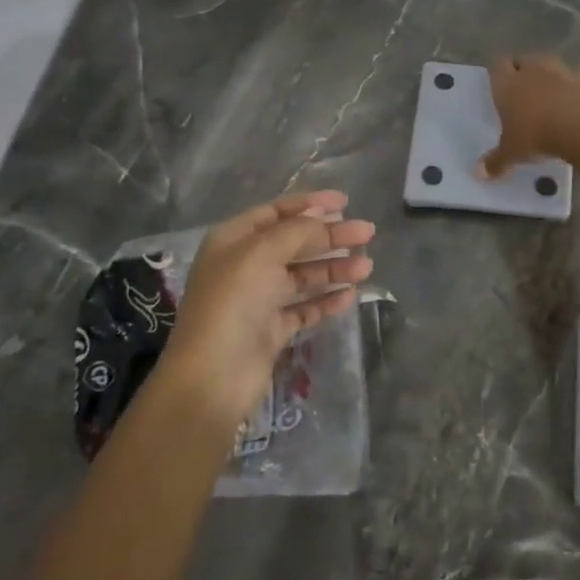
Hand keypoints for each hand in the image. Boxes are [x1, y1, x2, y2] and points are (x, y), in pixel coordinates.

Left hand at [159, 191, 374, 423]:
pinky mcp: (271, 330)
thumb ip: (298, 231)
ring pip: (303, 276)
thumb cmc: (233, 303)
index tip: (344, 203)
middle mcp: (244, 266)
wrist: (212, 377)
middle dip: (330, 236)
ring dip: (334, 268)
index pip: (276, 212)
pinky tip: (350, 295)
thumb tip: (324, 218)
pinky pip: (304, 308)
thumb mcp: (262, 253)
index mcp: (233, 241)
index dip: (310, 204)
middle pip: (294, 243)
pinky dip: (326, 300)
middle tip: (367, 233)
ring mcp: (258, 300)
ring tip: (366, 267)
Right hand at [478, 54, 579, 177]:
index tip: (499, 83)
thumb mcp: (512, 153)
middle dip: (523, 69)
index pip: (497, 65)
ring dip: (551, 73)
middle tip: (523, 89)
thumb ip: (496, 161)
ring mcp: (563, 70)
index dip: (498, 72)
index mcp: (508, 84)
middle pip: (524, 59)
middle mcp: (533, 70)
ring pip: (552, 61)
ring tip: (552, 91)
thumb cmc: (537, 136)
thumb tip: (479, 173)